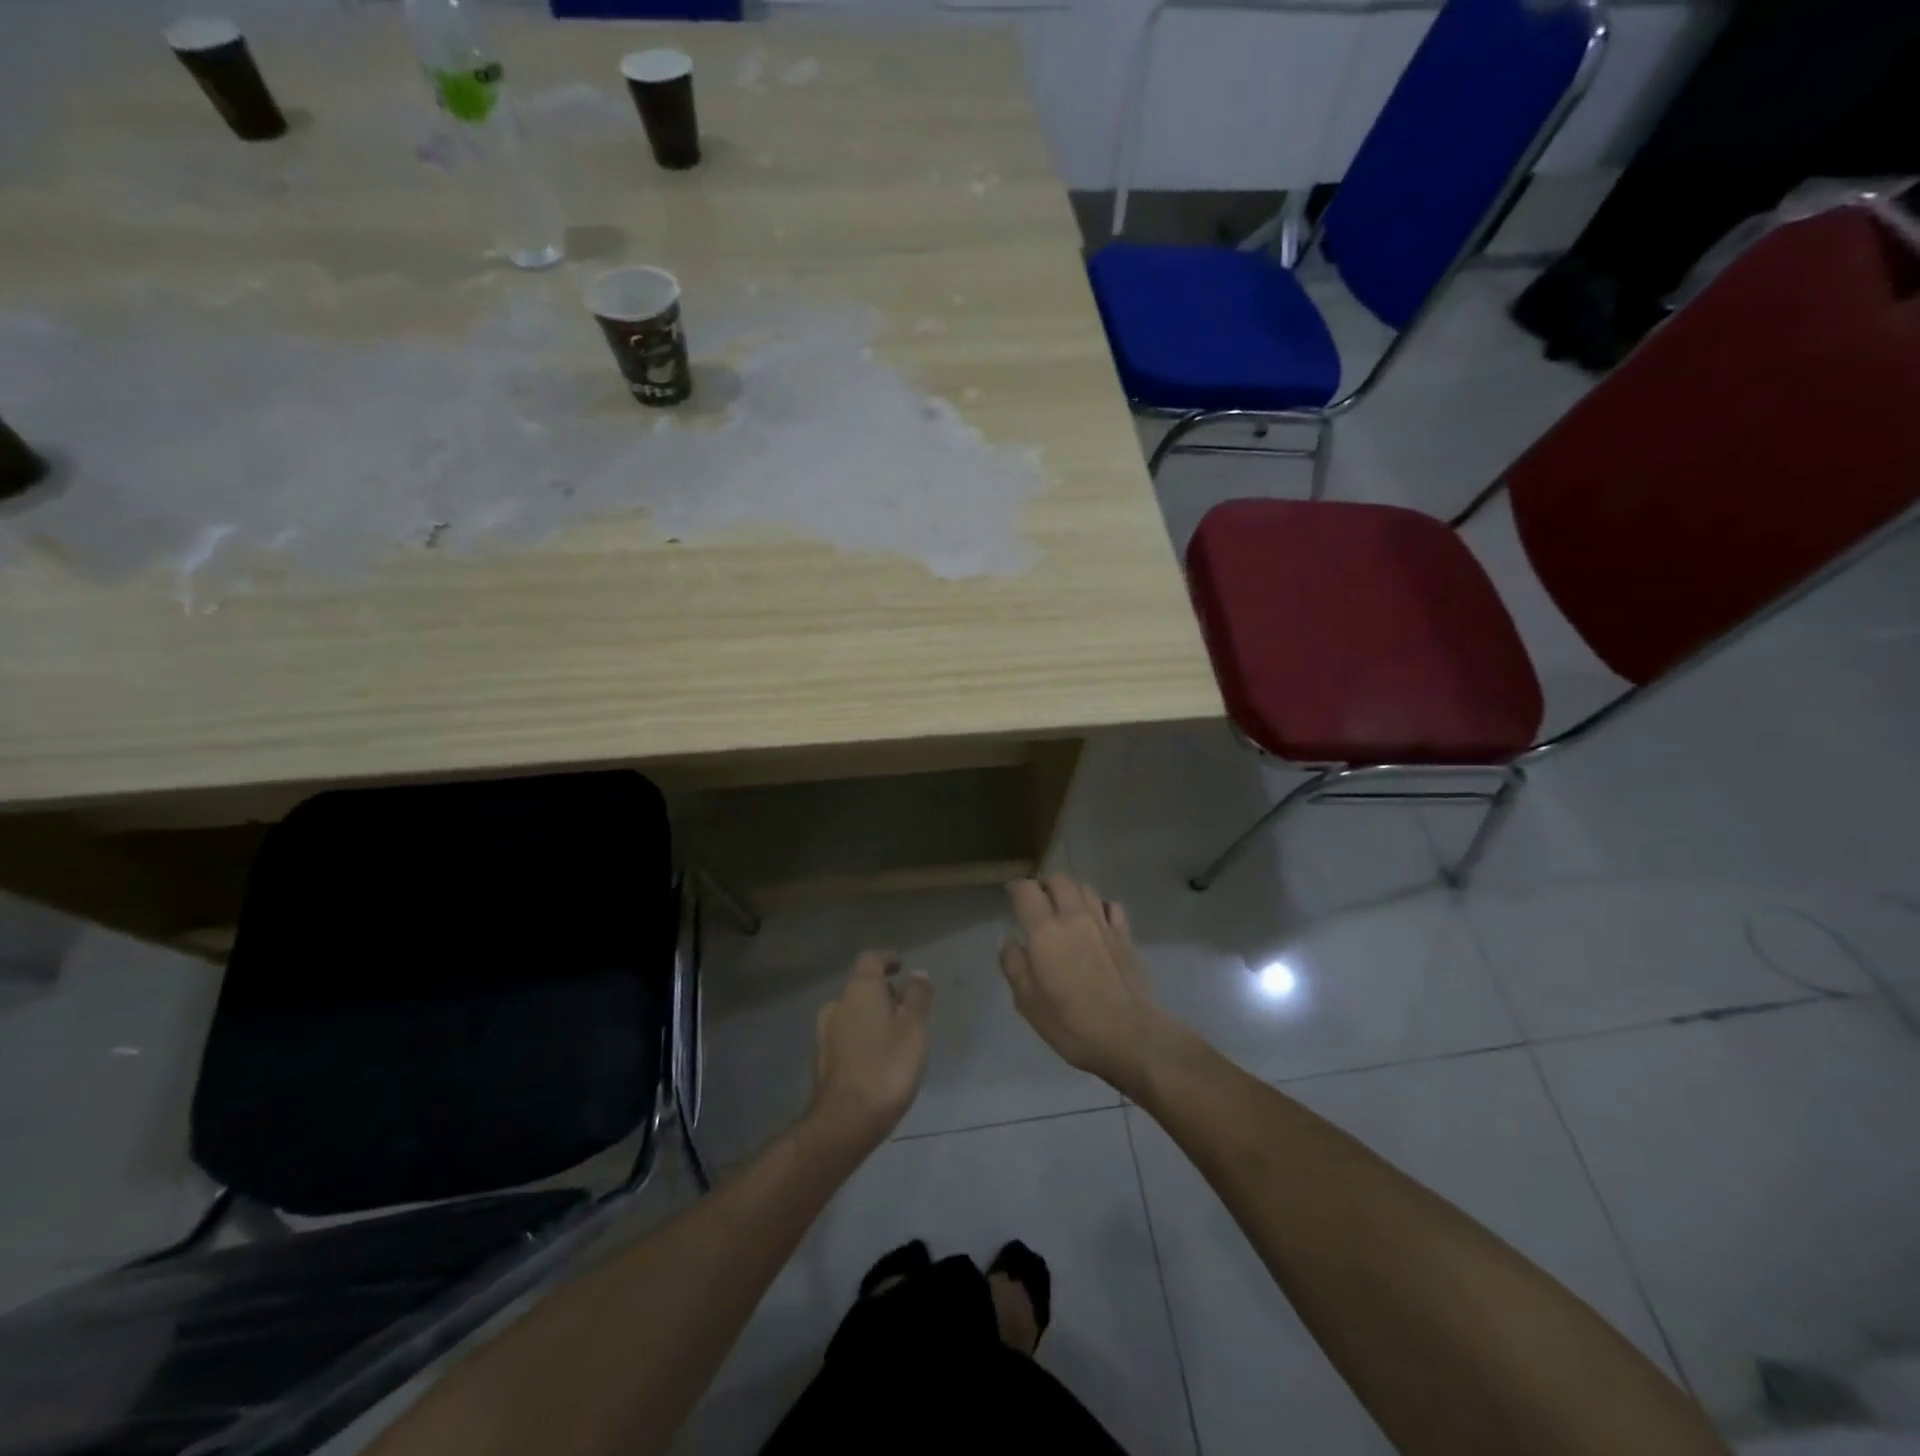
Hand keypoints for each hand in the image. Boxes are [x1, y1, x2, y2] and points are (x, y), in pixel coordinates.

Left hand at [807, 952, 933, 1154]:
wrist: (845, 1120)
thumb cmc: (887, 1067)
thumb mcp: (914, 1028)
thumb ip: (917, 997)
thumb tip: (918, 973)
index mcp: (859, 990)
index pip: (871, 960)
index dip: (888, 960)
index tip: (902, 968)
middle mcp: (837, 1004)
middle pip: (862, 986)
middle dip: (884, 992)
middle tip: (907, 1008)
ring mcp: (825, 1032)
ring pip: (853, 1012)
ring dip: (872, 1015)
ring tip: (895, 1035)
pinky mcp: (823, 1058)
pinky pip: (846, 1034)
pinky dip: (862, 1035)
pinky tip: (877, 1057)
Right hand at [1000, 875, 1176, 1093]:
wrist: (1129, 1035)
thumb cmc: (1070, 1023)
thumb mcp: (1027, 1001)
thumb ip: (1013, 965)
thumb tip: (1009, 940)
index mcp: (1044, 931)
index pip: (1026, 890)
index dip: (1016, 888)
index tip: (1011, 896)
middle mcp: (1073, 917)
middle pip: (1058, 879)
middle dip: (1045, 884)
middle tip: (1038, 900)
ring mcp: (1103, 923)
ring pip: (1085, 888)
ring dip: (1071, 892)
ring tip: (1066, 907)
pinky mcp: (1126, 936)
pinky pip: (1111, 906)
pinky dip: (1100, 906)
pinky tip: (1097, 920)